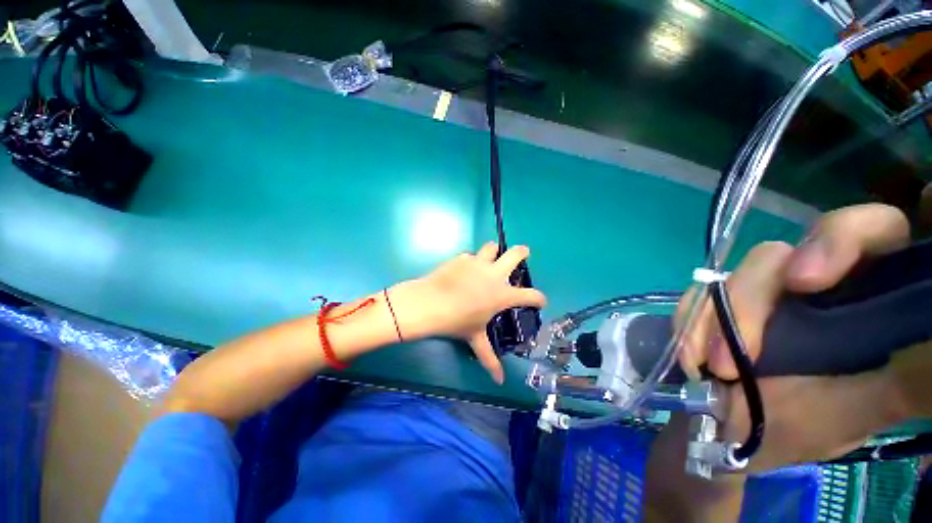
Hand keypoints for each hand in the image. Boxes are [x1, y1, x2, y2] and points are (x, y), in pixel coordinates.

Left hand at [389, 243, 547, 382]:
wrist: (430, 303)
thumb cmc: (457, 321)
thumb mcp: (475, 338)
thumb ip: (489, 357)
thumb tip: (499, 381)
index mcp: (502, 294)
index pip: (530, 295)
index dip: (539, 299)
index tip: (541, 301)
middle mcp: (494, 274)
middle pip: (515, 254)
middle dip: (523, 252)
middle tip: (523, 253)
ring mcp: (477, 263)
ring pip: (491, 247)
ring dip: (494, 251)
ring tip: (490, 258)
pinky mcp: (461, 258)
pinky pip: (470, 256)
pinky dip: (471, 261)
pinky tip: (465, 269)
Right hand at [677, 204, 918, 470]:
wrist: (742, 427)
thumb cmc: (822, 420)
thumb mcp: (875, 403)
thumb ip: (915, 375)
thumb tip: (926, 349)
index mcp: (866, 289)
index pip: (871, 230)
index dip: (839, 239)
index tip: (806, 282)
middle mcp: (811, 281)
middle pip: (777, 255)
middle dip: (749, 300)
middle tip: (732, 359)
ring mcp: (758, 291)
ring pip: (731, 275)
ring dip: (710, 318)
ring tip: (704, 366)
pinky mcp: (718, 303)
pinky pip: (697, 294)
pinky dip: (689, 321)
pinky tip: (690, 357)